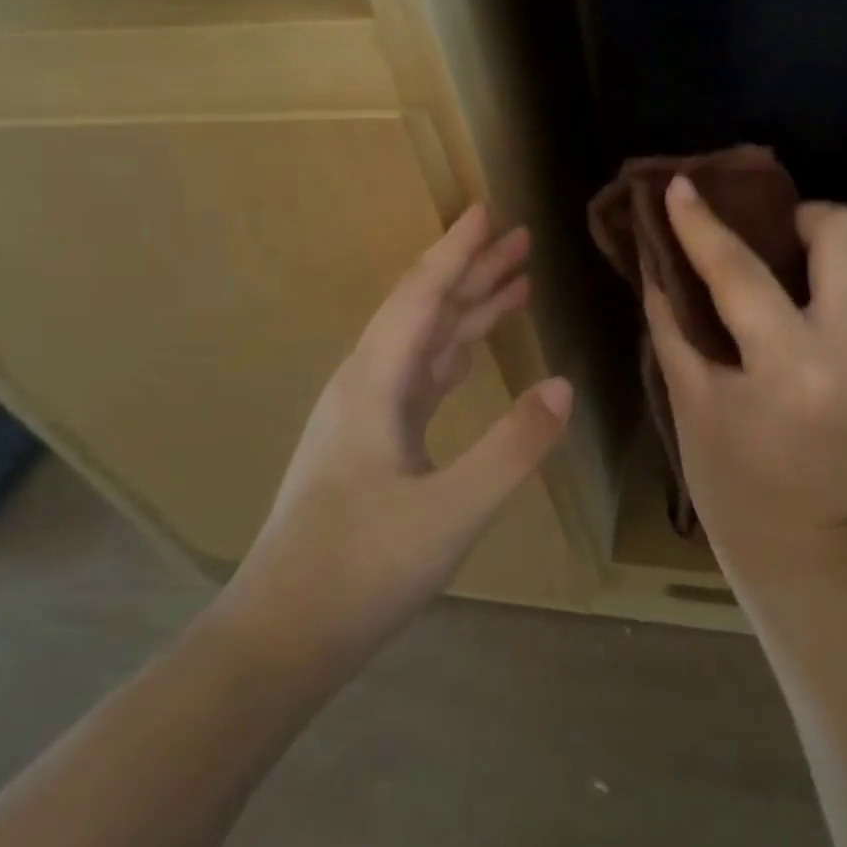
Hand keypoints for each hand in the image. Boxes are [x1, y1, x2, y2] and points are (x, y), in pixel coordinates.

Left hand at [215, 206, 571, 678]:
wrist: (282, 636)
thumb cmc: (361, 569)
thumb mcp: (451, 511)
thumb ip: (513, 446)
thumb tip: (565, 386)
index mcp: (375, 383)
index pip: (422, 296)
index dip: (457, 252)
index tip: (486, 210)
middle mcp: (366, 384)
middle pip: (424, 309)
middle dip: (472, 271)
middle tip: (520, 239)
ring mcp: (365, 415)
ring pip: (423, 342)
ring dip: (467, 311)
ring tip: (514, 284)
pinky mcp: (371, 444)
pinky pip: (419, 377)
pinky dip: (453, 353)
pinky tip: (471, 353)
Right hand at [644, 177, 846, 572]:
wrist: (799, 546)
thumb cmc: (727, 477)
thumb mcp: (688, 395)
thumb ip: (671, 317)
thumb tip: (658, 254)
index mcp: (792, 371)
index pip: (744, 274)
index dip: (705, 226)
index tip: (681, 188)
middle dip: (802, 217)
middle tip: (765, 238)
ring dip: (817, 264)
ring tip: (780, 288)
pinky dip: (832, 302)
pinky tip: (803, 331)